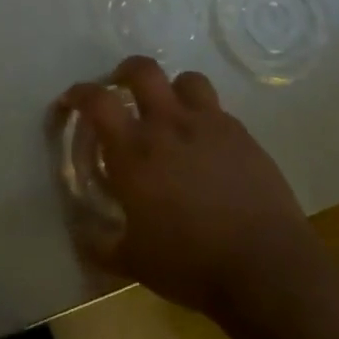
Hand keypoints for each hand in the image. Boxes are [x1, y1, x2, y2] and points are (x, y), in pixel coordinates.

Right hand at [57, 57, 309, 320]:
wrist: (266, 268)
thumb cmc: (191, 265)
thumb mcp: (134, 262)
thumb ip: (101, 246)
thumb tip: (82, 239)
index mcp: (134, 151)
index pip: (97, 101)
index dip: (79, 93)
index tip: (72, 99)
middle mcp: (169, 125)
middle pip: (142, 70)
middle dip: (126, 72)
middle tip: (121, 88)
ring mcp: (210, 125)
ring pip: (187, 80)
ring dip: (173, 89)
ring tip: (170, 110)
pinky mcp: (243, 136)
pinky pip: (218, 111)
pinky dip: (205, 118)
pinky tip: (207, 146)